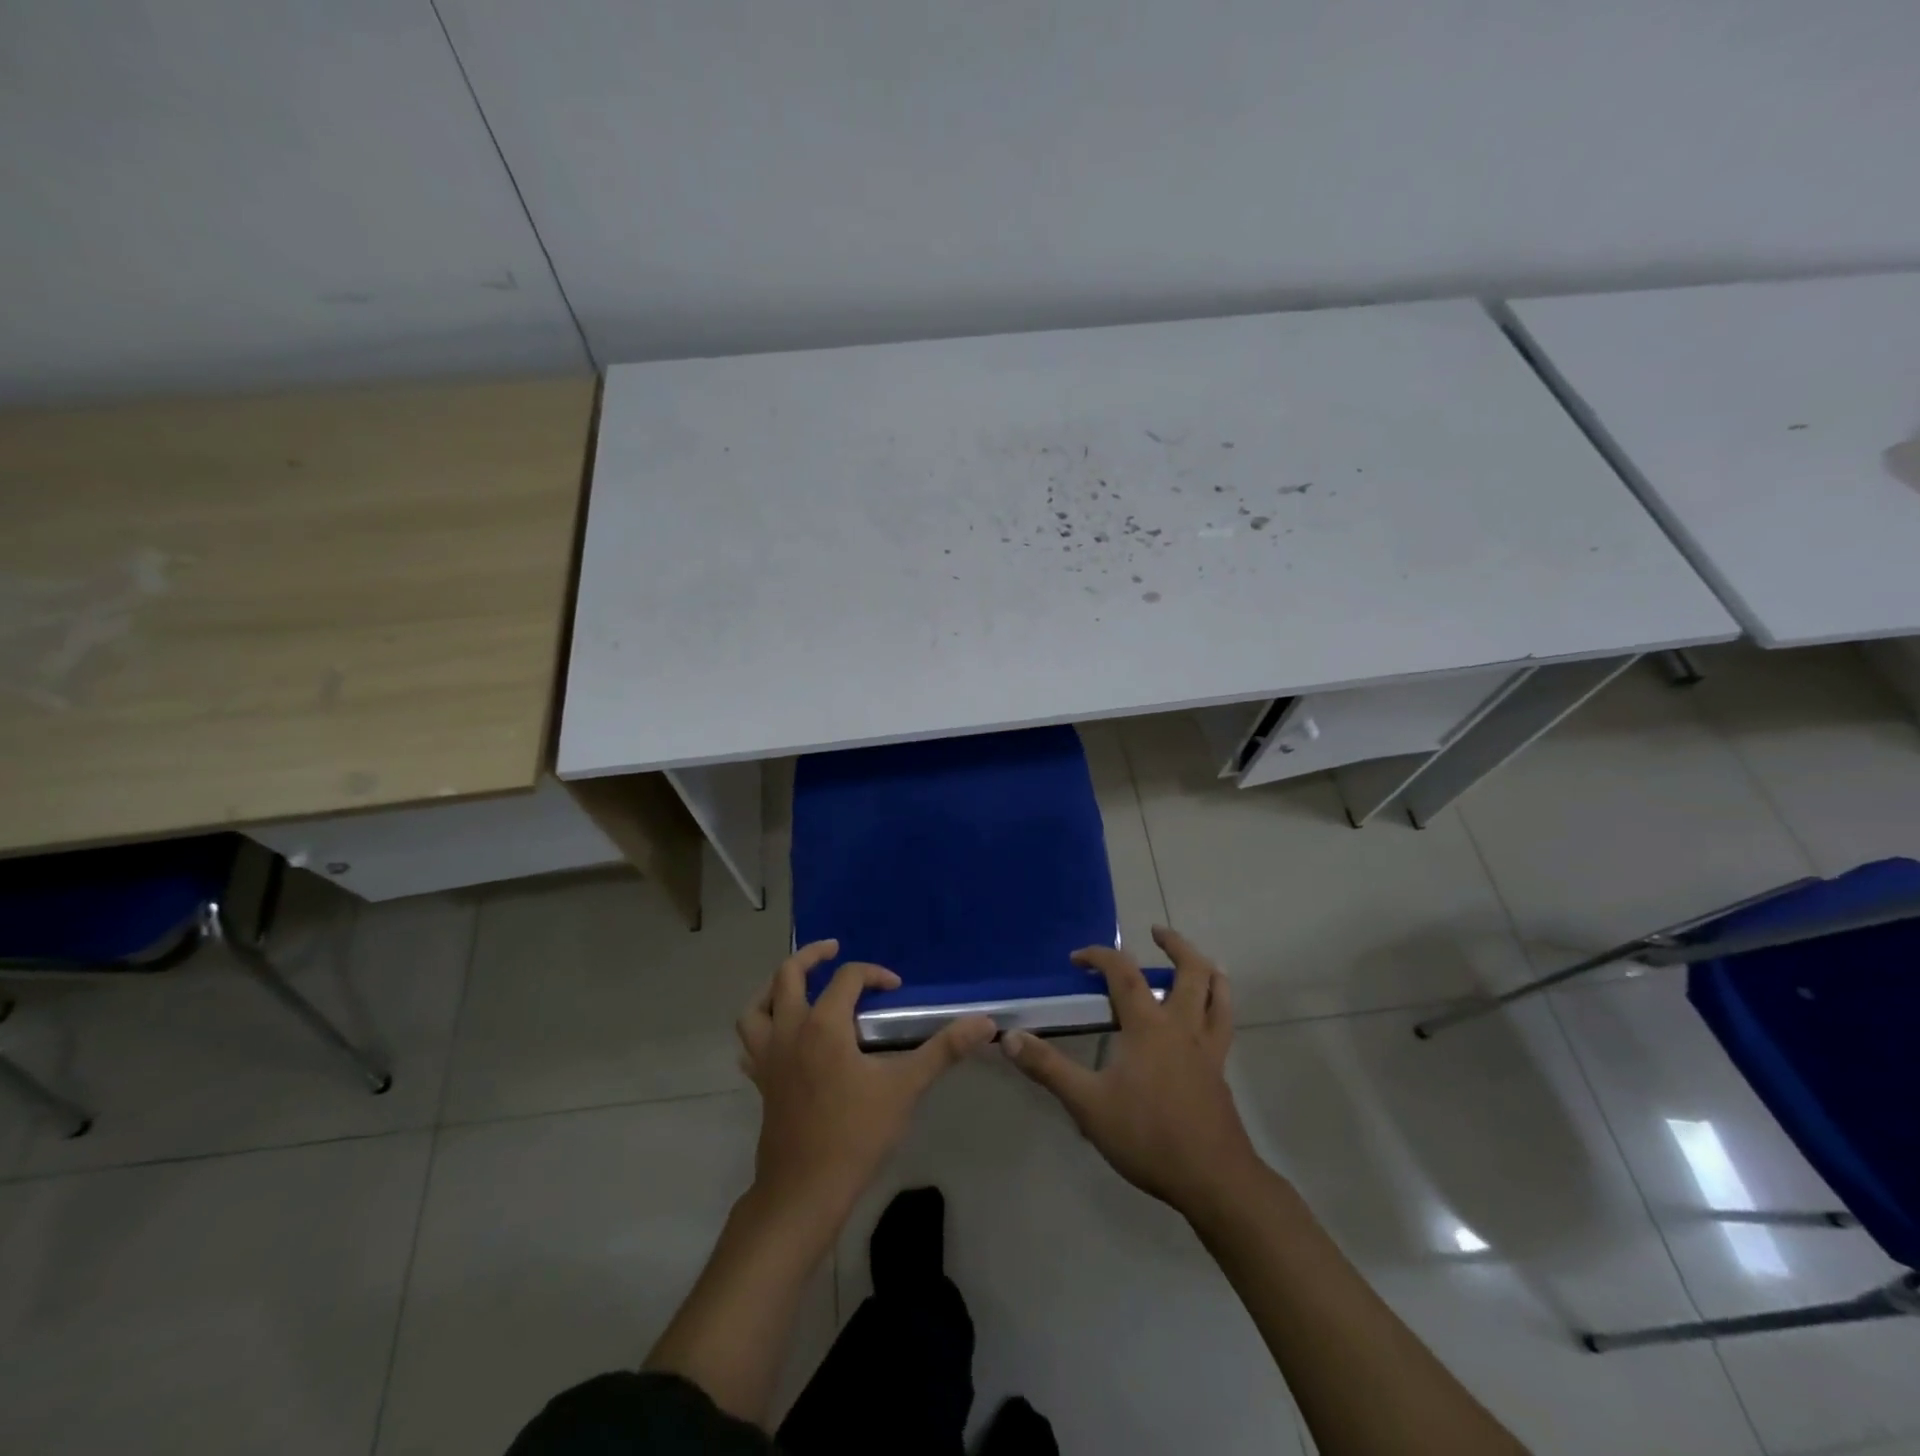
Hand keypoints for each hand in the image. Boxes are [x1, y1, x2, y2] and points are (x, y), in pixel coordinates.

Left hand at [736, 940, 994, 1236]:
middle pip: (788, 975)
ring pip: (756, 1006)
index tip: (896, 988)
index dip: (874, 974)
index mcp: (823, 1025)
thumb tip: (984, 1023)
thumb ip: (944, 1050)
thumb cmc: (856, 1134)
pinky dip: (761, 1027)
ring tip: (796, 984)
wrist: (806, 1190)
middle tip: (833, 949)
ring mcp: (768, 1056)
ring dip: (774, 987)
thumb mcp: (905, 1087)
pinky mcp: (760, 1081)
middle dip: (812, 956)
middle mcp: (789, 1030)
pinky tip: (779, 1034)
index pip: (847, 977)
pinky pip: (750, 1041)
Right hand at [1001, 926, 1261, 1217]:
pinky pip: (1224, 1023)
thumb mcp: (1088, 1104)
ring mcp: (1208, 1048)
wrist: (1213, 1179)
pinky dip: (1219, 1004)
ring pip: (1218, 993)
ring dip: (1206, 969)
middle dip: (1174, 945)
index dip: (1100, 956)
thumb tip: (1011, 1037)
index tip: (1078, 958)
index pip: (1124, 974)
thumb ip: (1049, 1068)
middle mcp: (1183, 1026)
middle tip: (1156, 932)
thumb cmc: (1148, 1136)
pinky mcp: (1221, 1071)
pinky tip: (1208, 1016)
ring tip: (1197, 960)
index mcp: (1149, 1026)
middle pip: (1190, 970)